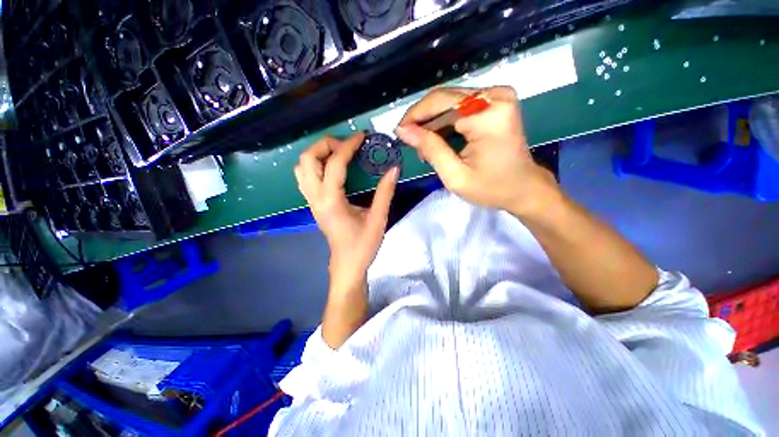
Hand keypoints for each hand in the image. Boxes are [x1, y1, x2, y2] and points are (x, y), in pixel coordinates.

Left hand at [294, 133, 398, 286]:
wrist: (347, 264)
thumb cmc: (362, 245)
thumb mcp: (378, 219)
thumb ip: (385, 192)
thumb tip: (394, 169)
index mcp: (331, 201)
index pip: (334, 164)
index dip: (348, 146)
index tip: (362, 136)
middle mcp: (315, 198)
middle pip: (307, 159)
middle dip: (326, 145)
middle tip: (348, 145)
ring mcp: (311, 201)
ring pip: (302, 168)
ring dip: (318, 154)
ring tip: (339, 153)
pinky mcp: (313, 204)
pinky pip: (305, 177)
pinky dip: (316, 165)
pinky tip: (333, 168)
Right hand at [395, 86, 559, 216]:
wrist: (523, 188)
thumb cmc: (491, 188)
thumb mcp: (455, 175)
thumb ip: (430, 149)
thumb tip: (403, 130)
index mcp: (488, 115)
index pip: (439, 103)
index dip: (414, 116)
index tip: (399, 132)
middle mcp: (496, 95)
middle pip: (444, 98)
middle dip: (423, 121)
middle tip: (413, 145)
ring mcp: (499, 95)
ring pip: (450, 101)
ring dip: (434, 123)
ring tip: (427, 148)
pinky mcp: (497, 101)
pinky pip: (462, 105)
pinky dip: (447, 122)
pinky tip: (441, 140)